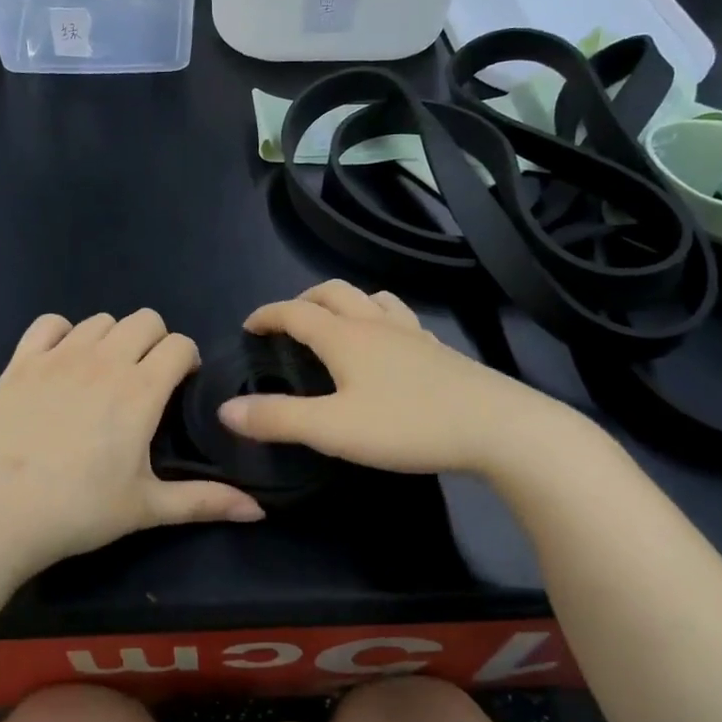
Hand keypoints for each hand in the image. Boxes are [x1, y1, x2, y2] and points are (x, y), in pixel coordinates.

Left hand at [0, 309, 263, 577]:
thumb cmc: (77, 511)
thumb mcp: (146, 508)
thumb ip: (205, 502)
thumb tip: (259, 512)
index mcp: (140, 390)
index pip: (178, 344)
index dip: (186, 360)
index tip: (180, 386)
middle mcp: (104, 361)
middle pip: (144, 319)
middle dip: (155, 342)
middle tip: (145, 380)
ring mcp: (59, 356)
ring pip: (100, 319)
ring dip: (112, 339)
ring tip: (104, 375)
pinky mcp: (21, 361)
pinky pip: (49, 323)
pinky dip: (62, 334)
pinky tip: (61, 363)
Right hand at [218, 281, 568, 475]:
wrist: (496, 427)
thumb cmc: (406, 425)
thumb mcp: (332, 429)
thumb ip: (277, 419)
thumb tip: (226, 410)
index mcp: (345, 337)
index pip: (295, 312)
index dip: (267, 315)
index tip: (249, 326)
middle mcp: (376, 324)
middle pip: (333, 293)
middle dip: (303, 301)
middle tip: (287, 323)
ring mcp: (412, 334)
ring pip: (372, 299)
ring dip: (345, 303)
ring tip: (335, 325)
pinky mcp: (439, 351)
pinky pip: (401, 320)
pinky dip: (380, 321)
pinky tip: (388, 347)